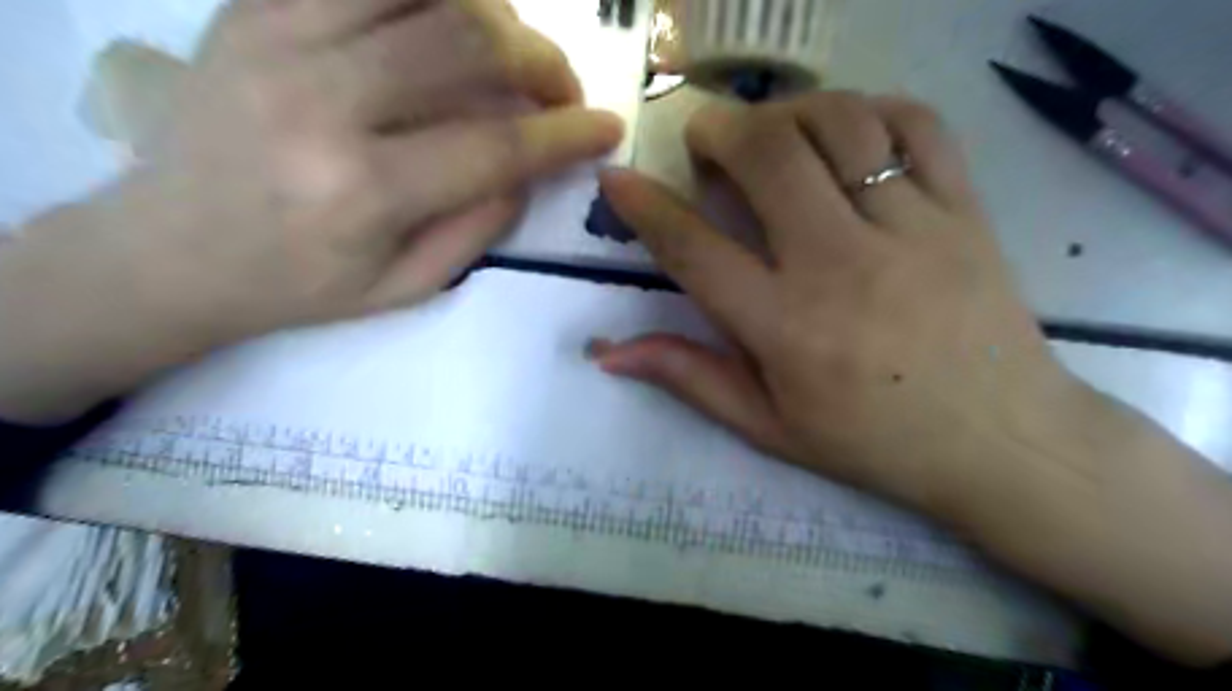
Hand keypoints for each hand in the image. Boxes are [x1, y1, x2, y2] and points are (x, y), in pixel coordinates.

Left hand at [117, 1, 621, 340]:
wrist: (168, 249)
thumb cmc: (299, 284)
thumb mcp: (404, 288)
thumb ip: (478, 227)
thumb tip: (531, 166)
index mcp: (364, 191)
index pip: (497, 145)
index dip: (566, 134)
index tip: (608, 128)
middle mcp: (322, 101)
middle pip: (467, 43)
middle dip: (541, 60)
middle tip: (562, 88)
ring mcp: (278, 37)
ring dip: (490, 10)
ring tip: (509, 47)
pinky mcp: (253, 5)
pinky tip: (450, 15)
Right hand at [591, 92, 1075, 515]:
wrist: (1002, 441)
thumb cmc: (873, 440)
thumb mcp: (768, 426)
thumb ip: (689, 377)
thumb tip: (608, 352)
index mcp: (786, 328)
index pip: (694, 249)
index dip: (644, 207)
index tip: (618, 179)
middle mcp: (841, 266)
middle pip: (768, 156)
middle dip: (718, 129)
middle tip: (705, 140)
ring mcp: (912, 230)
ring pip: (840, 124)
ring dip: (788, 111)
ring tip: (772, 132)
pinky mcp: (966, 212)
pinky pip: (918, 126)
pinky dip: (873, 109)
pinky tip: (849, 132)